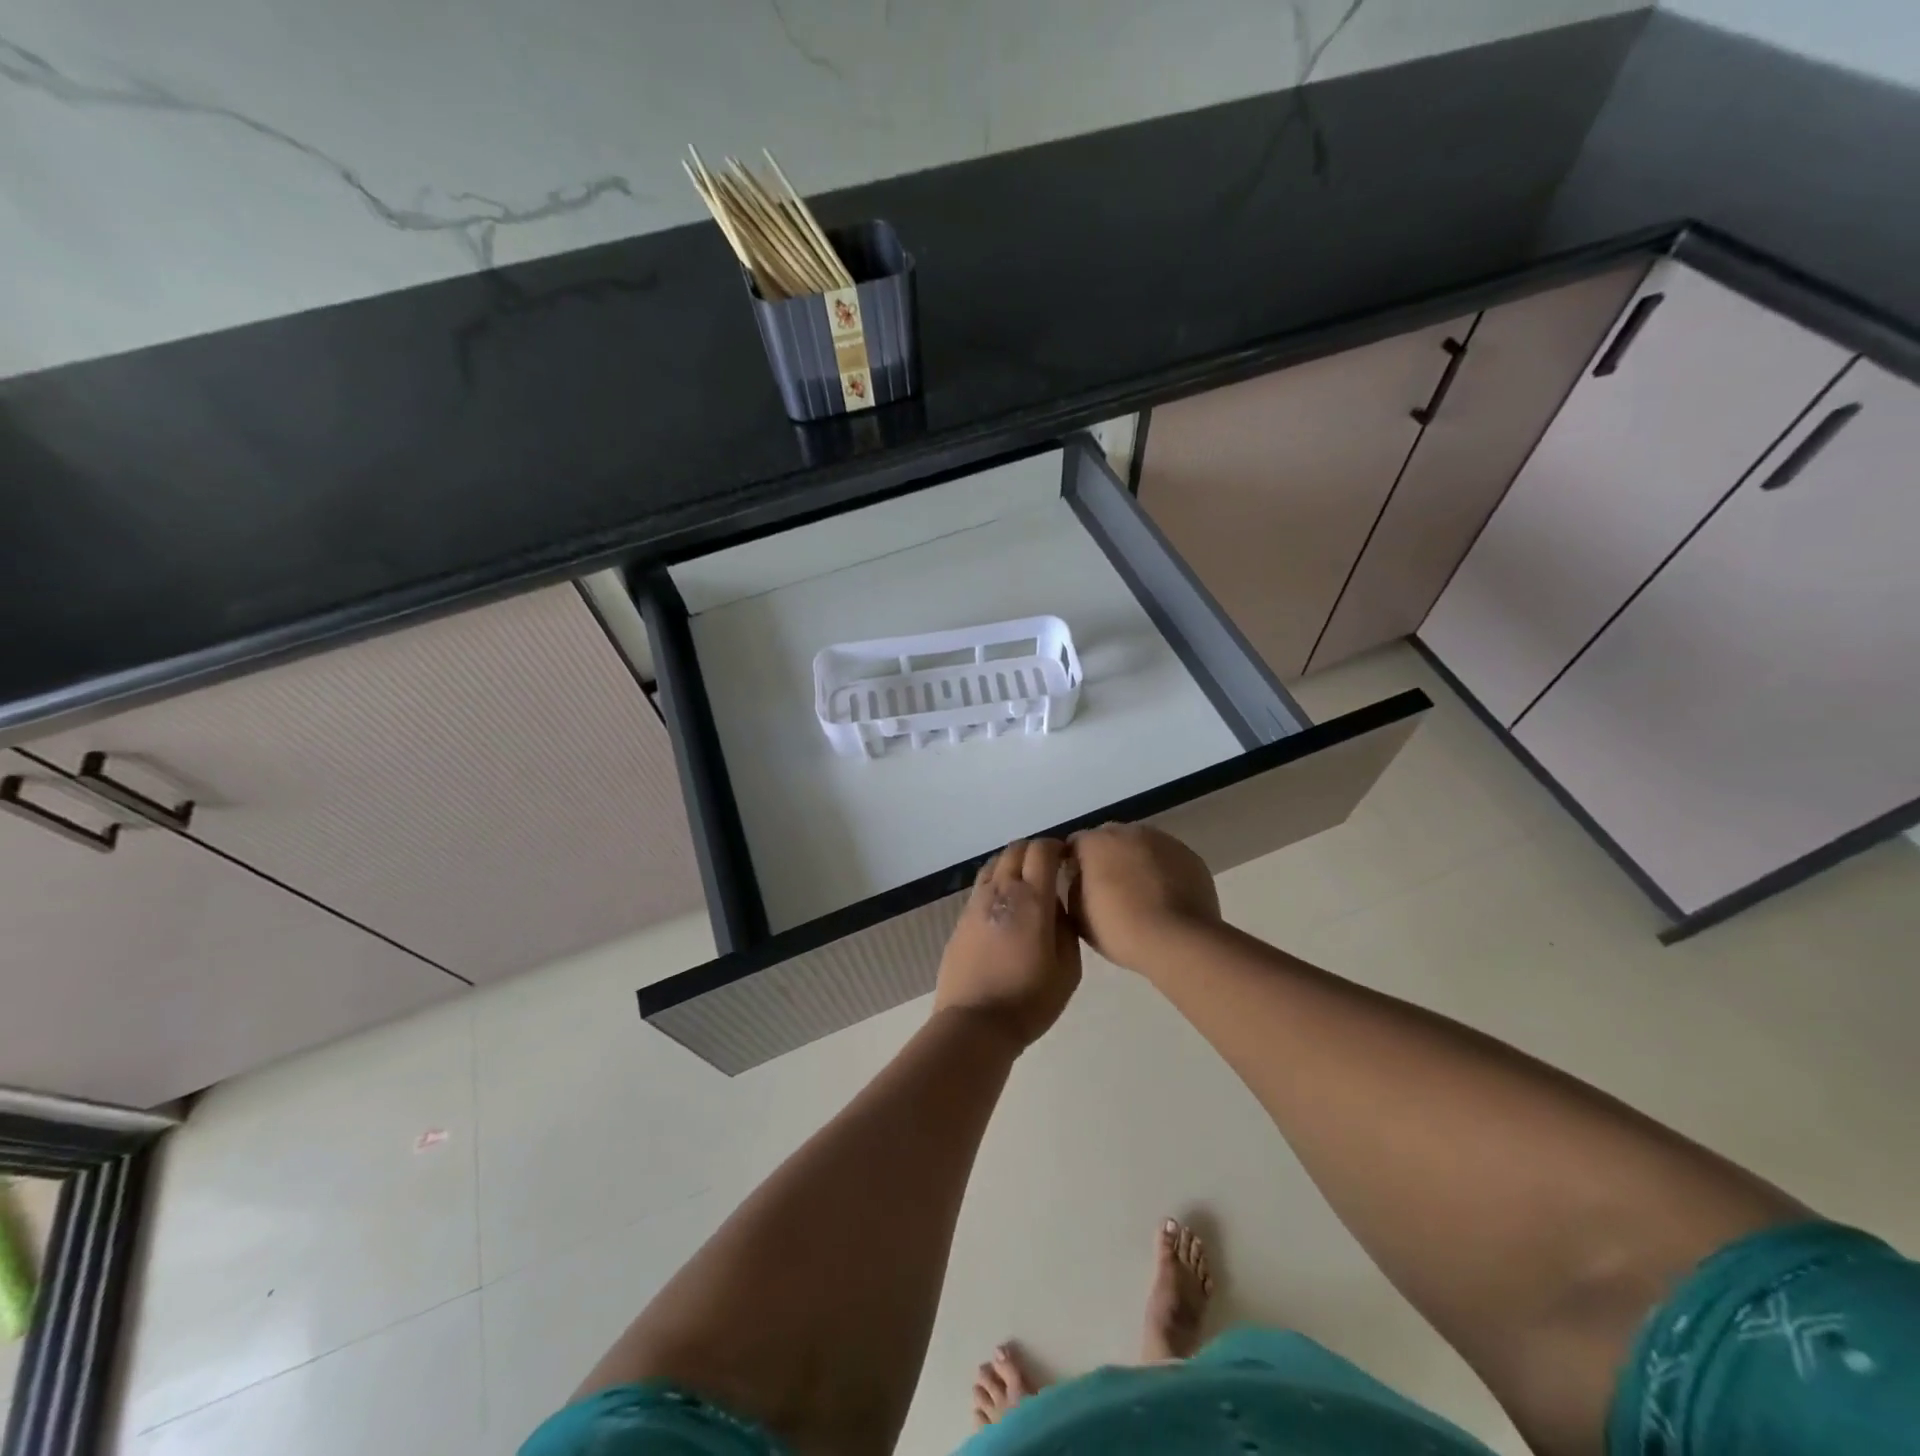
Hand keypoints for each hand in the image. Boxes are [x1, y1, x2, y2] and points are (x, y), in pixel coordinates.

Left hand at [933, 840, 1080, 1050]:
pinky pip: (982, 885)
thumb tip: (1056, 905)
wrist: (976, 1022)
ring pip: (995, 863)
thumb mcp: (1068, 968)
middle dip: (1035, 850)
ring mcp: (977, 902)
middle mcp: (1002, 890)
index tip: (1067, 857)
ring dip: (1013, 863)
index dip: (1056, 846)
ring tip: (1026, 883)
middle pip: (1016, 849)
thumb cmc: (1030, 999)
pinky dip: (997, 882)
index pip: (1042, 850)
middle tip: (1049, 868)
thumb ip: (1066, 927)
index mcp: (1032, 899)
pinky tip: (1005, 905)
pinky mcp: (961, 918)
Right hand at [1067, 823, 1220, 972]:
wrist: (1179, 941)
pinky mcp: (1190, 855)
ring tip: (1141, 894)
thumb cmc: (1120, 929)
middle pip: (1111, 839)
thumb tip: (1081, 879)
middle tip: (1109, 889)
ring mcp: (1163, 840)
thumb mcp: (1078, 916)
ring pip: (1142, 846)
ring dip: (1137, 861)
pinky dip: (1163, 871)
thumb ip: (1073, 888)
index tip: (1078, 885)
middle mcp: (1129, 831)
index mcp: (1096, 842)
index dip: (1074, 863)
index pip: (1076, 843)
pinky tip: (1166, 897)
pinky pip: (1168, 859)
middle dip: (1107, 858)